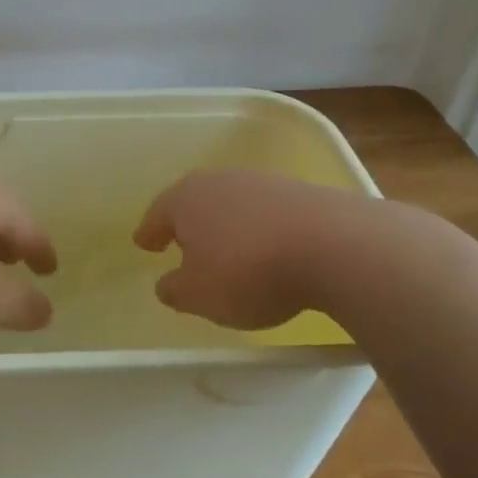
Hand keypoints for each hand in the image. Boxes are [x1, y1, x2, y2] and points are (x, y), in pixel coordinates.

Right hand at [134, 169, 385, 329]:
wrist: (335, 246)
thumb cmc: (249, 271)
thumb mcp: (199, 295)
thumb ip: (175, 290)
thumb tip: (166, 284)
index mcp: (186, 199)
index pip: (158, 215)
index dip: (149, 232)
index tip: (143, 242)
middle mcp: (220, 181)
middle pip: (195, 201)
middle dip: (187, 221)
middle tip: (179, 240)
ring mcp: (263, 183)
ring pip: (233, 203)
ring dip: (227, 223)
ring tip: (227, 247)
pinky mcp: (302, 193)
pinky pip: (267, 212)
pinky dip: (260, 228)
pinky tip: (268, 247)